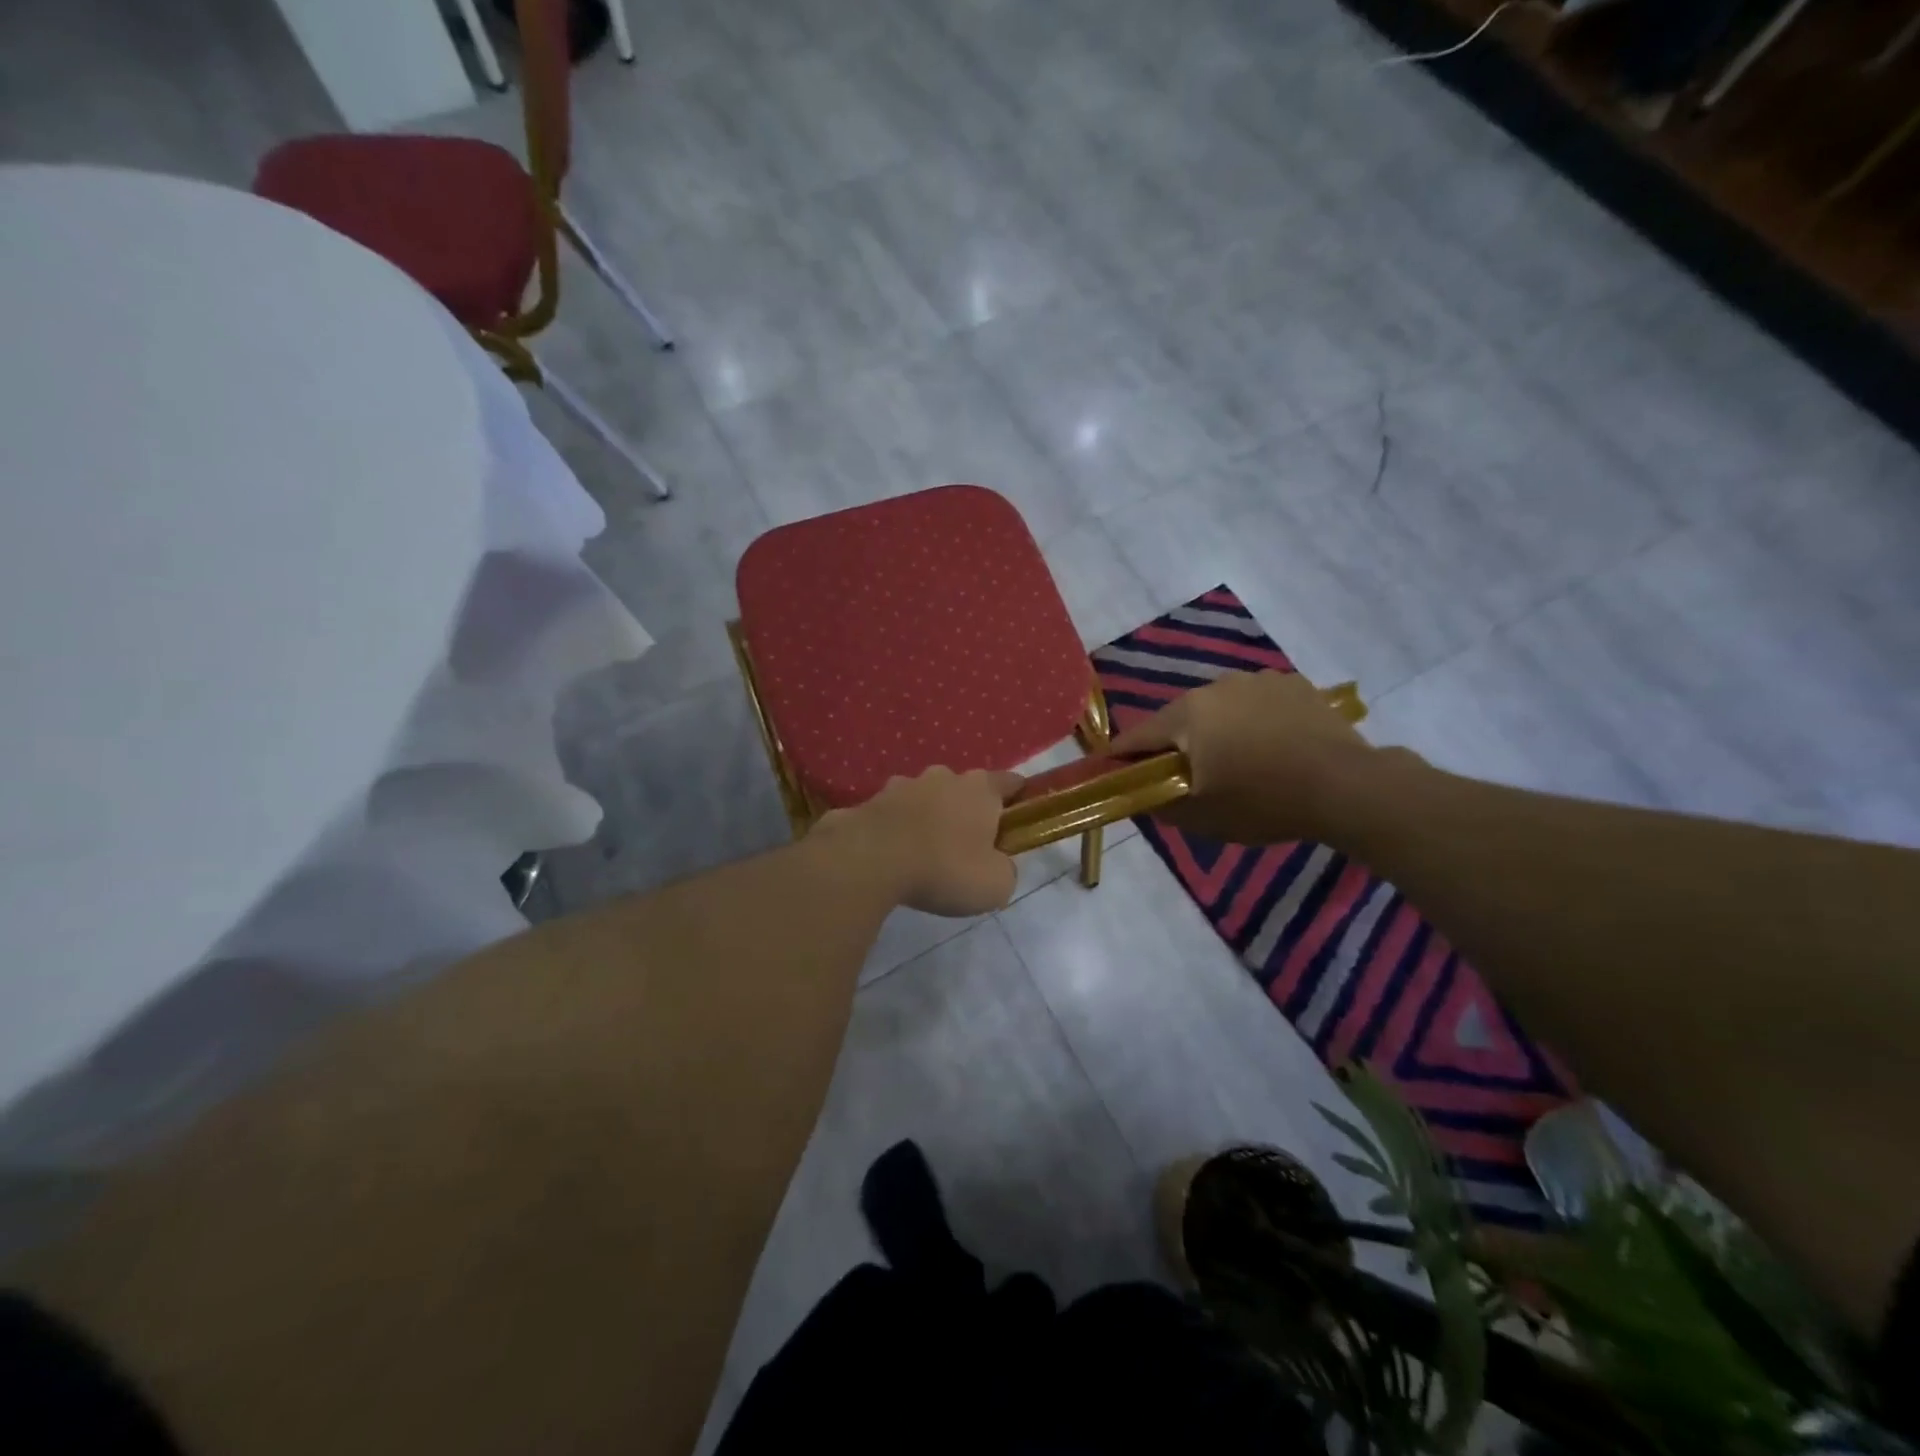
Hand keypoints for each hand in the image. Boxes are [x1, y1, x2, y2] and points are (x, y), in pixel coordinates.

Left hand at [815, 766, 1023, 915]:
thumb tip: (997, 864)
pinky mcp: (869, 801)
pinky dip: (895, 830)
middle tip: (966, 847)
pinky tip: (891, 857)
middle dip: (966, 811)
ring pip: (924, 799)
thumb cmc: (945, 868)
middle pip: (964, 789)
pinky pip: (891, 815)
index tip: (1019, 818)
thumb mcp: (995, 884)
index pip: (1010, 782)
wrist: (869, 860)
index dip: (1018, 798)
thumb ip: (1004, 869)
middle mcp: (942, 777)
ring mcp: (902, 785)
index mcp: (980, 789)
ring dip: (927, 818)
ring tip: (923, 854)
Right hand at [1106, 669, 1380, 844]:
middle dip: (1176, 745)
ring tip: (1237, 761)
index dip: (1123, 757)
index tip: (1116, 774)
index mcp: (1186, 715)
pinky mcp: (1292, 683)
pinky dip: (1253, 721)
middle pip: (1179, 719)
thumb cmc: (1263, 801)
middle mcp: (1215, 686)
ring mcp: (1257, 680)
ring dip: (1216, 730)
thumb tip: (1140, 796)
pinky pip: (1256, 703)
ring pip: (1219, 708)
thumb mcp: (1201, 817)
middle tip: (1186, 776)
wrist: (1346, 785)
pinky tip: (1273, 746)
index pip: (1137, 736)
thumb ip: (1159, 805)